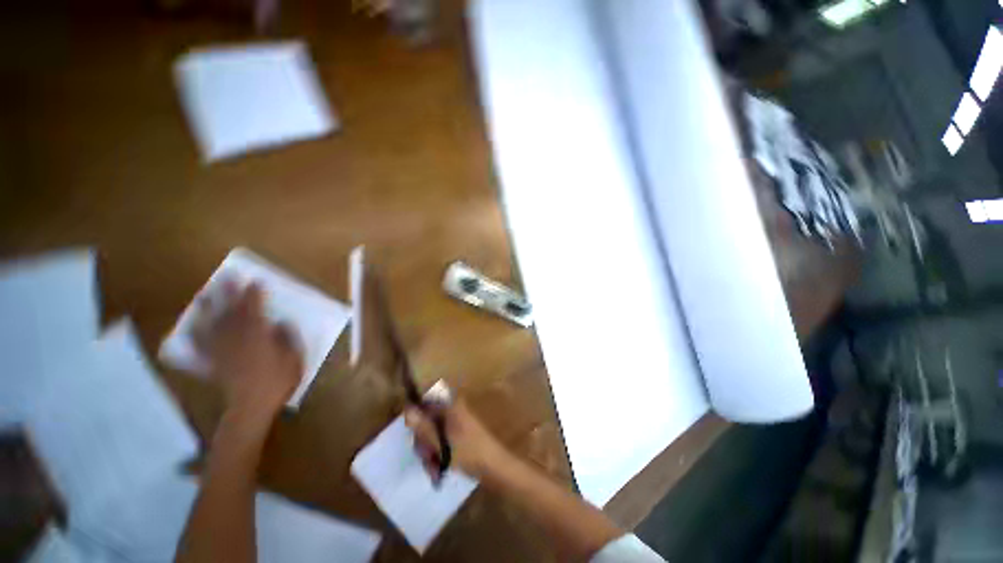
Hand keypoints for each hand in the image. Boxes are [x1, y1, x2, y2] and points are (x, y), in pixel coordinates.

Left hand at [194, 281, 302, 430]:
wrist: (251, 406)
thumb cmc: (277, 381)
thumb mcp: (293, 357)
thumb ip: (287, 338)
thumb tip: (279, 322)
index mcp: (258, 336)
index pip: (255, 309)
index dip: (254, 294)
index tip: (255, 281)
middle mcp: (236, 338)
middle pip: (230, 311)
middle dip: (229, 293)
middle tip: (227, 277)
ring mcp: (222, 349)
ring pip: (212, 324)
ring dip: (208, 308)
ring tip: (206, 294)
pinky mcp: (213, 362)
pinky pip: (201, 345)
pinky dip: (195, 334)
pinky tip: (192, 326)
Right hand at [404, 400, 511, 479]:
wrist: (494, 467)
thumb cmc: (469, 452)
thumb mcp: (441, 442)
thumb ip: (423, 426)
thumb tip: (407, 409)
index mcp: (450, 406)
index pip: (425, 403)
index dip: (415, 418)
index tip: (414, 435)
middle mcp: (452, 410)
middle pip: (427, 420)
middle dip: (423, 441)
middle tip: (427, 457)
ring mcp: (456, 423)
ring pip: (432, 433)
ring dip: (429, 451)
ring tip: (433, 468)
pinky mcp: (458, 435)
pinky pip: (440, 441)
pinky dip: (437, 454)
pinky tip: (438, 470)